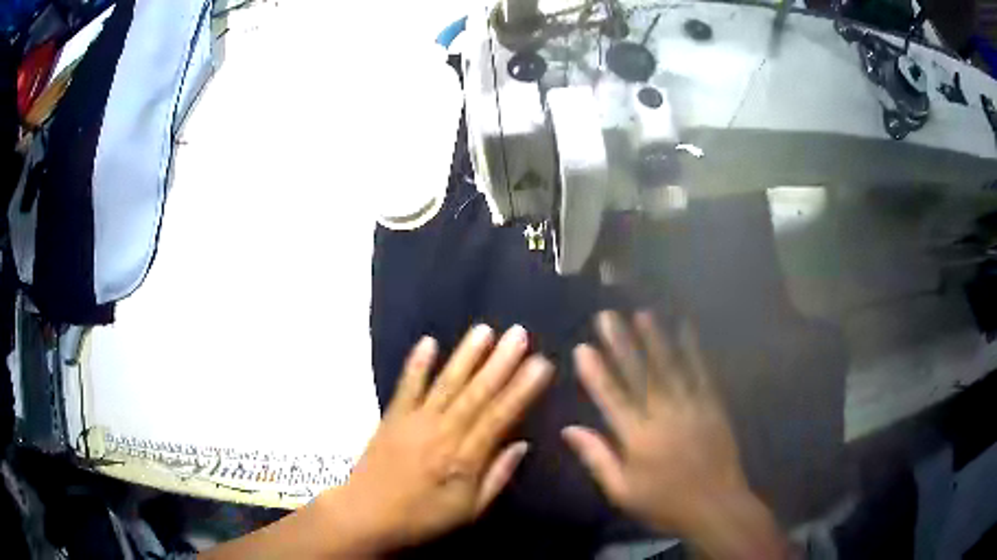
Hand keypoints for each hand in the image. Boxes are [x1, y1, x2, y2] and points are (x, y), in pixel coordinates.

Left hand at [333, 325, 552, 553]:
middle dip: (500, 362)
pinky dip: (417, 364)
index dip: (521, 389)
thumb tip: (522, 444)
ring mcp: (414, 421)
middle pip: (476, 393)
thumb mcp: (469, 511)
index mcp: (463, 458)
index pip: (499, 417)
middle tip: (520, 333)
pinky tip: (428, 341)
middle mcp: (441, 432)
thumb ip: (497, 477)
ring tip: (484, 330)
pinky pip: (406, 386)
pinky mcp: (392, 416)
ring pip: (445, 383)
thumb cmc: (422, 517)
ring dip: (466, 355)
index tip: (541, 363)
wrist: (366, 515)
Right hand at [563, 311, 790, 558]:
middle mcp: (663, 416)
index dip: (596, 372)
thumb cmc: (664, 503)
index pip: (612, 399)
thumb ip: (597, 458)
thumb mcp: (622, 491)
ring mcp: (691, 407)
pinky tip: (686, 329)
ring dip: (655, 339)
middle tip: (608, 316)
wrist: (716, 506)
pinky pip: (701, 372)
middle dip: (622, 344)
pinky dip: (693, 349)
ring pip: (670, 367)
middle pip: (639, 375)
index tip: (583, 347)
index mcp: (638, 438)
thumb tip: (568, 430)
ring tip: (642, 314)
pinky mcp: (713, 405)